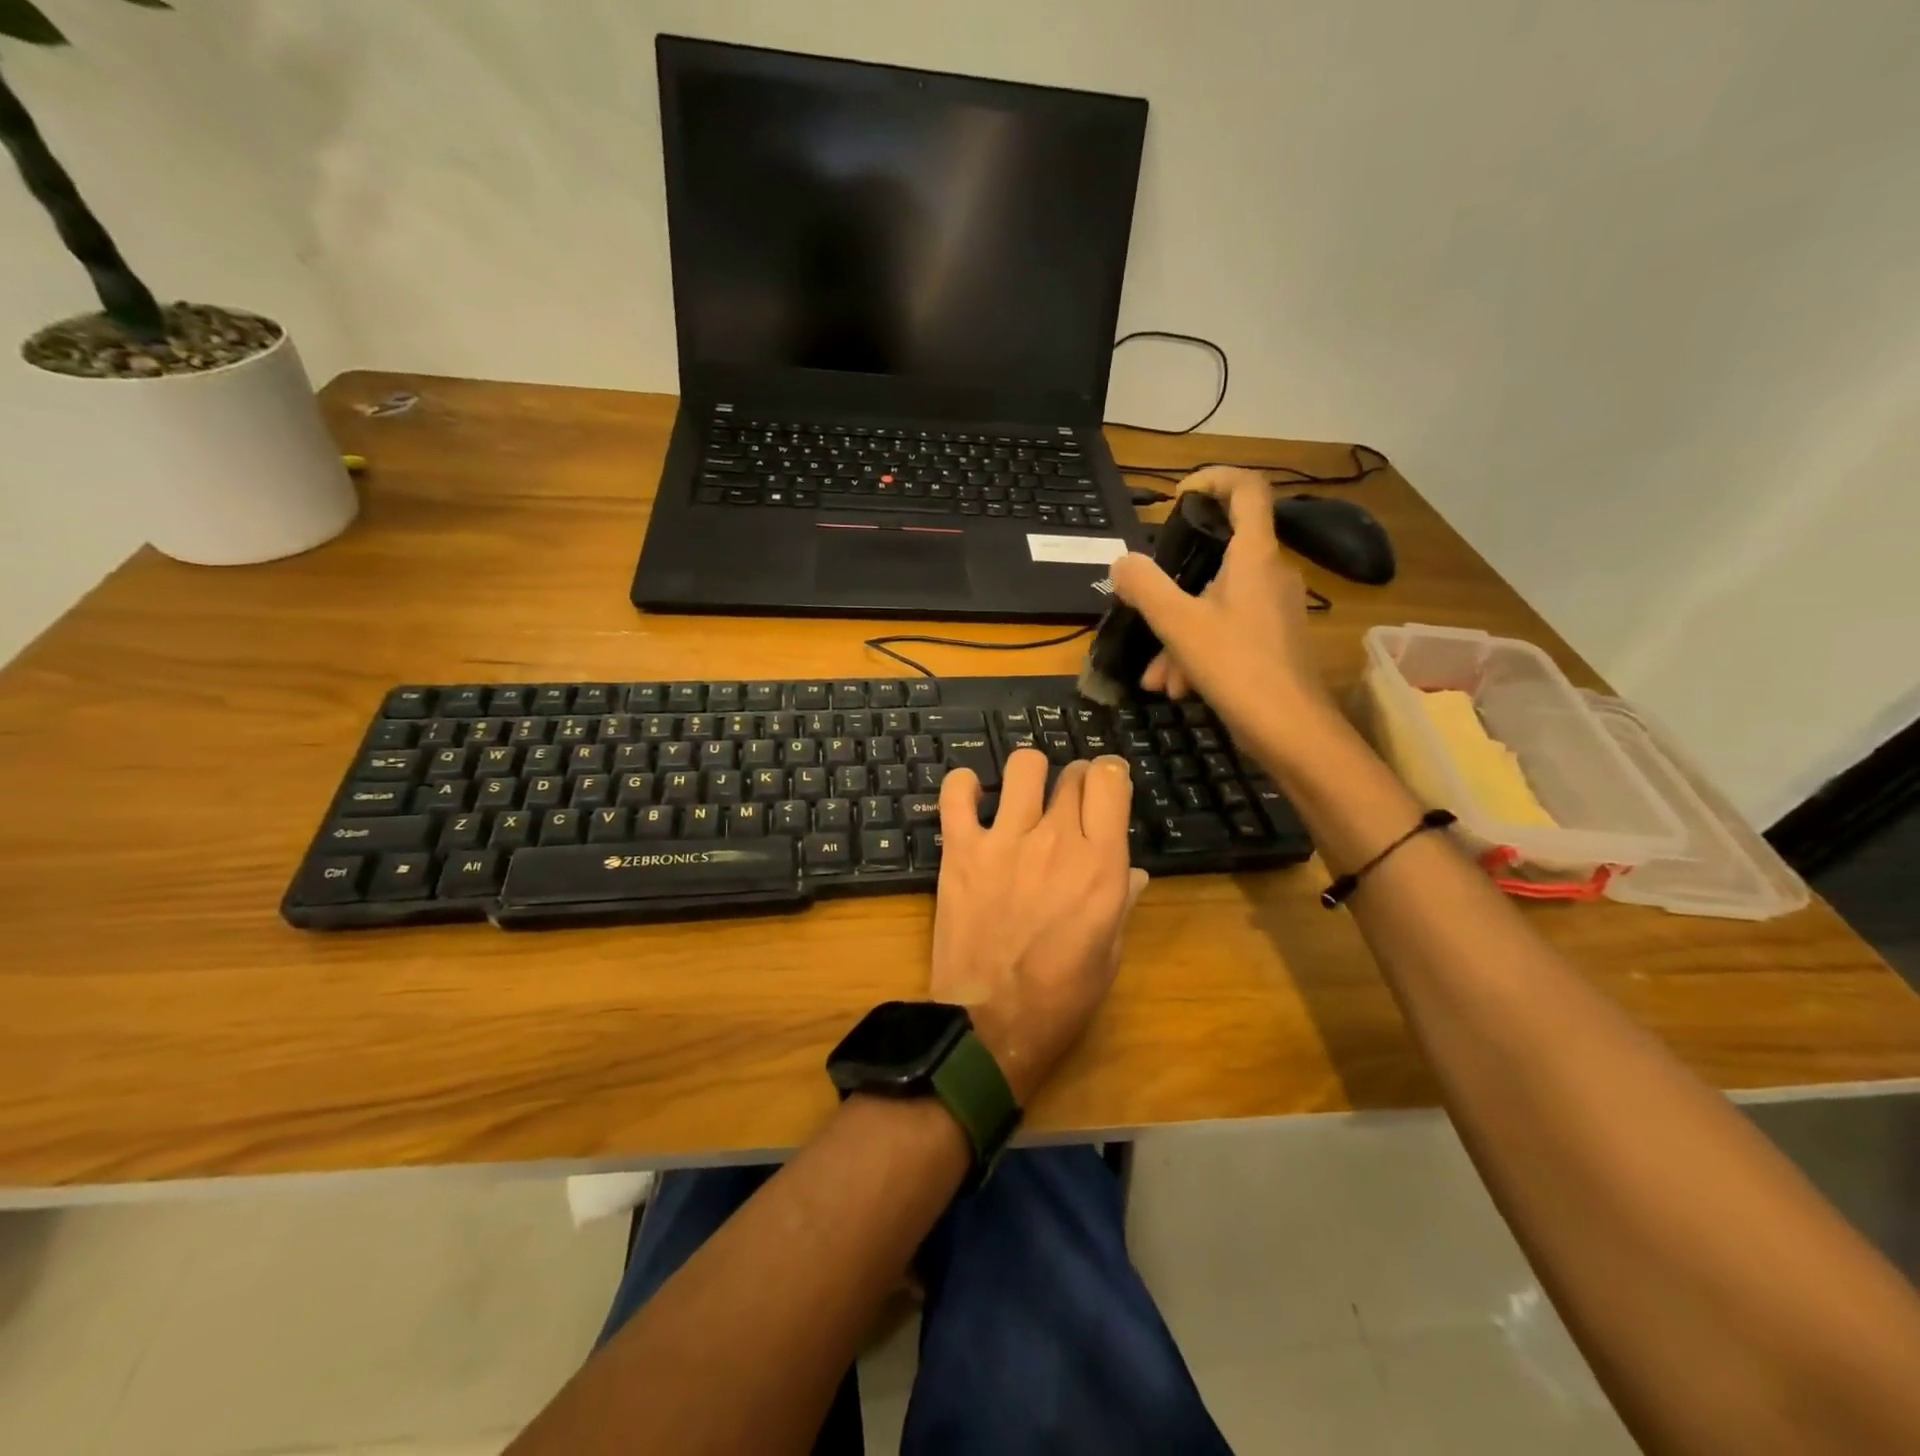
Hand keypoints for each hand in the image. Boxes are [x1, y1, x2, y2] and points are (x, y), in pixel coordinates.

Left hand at [930, 750, 1147, 1103]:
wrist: (991, 1023)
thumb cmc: (1060, 997)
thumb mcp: (1109, 954)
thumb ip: (1121, 902)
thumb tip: (1131, 871)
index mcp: (1101, 865)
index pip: (1111, 781)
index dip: (1110, 776)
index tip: (1106, 788)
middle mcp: (1057, 840)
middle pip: (1072, 773)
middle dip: (1076, 779)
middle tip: (1068, 801)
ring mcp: (1004, 840)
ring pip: (1023, 766)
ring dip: (1029, 774)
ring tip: (1023, 796)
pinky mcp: (961, 849)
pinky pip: (957, 792)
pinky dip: (964, 785)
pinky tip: (973, 797)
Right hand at [1110, 466, 1341, 765]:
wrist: (1294, 732)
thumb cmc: (1238, 669)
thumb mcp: (1180, 626)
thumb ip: (1146, 588)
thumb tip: (1121, 562)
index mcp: (1254, 556)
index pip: (1246, 489)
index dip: (1213, 478)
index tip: (1177, 496)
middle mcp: (1268, 574)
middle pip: (1216, 559)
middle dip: (1172, 590)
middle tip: (1143, 611)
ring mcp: (1273, 609)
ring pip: (1213, 605)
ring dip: (1177, 636)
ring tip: (1156, 678)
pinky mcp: (1272, 641)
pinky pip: (1225, 632)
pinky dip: (1196, 654)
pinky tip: (1177, 689)